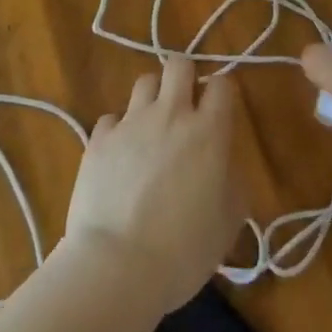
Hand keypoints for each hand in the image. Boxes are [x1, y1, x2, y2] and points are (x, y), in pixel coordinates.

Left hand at [64, 57, 247, 311]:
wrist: (117, 267)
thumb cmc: (183, 250)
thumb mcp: (229, 223)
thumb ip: (233, 182)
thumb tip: (224, 165)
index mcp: (208, 131)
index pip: (222, 84)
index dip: (222, 93)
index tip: (219, 112)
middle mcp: (171, 114)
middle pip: (179, 64)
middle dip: (185, 77)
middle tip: (185, 106)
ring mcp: (131, 123)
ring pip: (144, 82)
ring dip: (152, 99)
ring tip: (151, 128)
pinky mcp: (99, 139)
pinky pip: (111, 119)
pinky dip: (118, 131)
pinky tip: (119, 157)